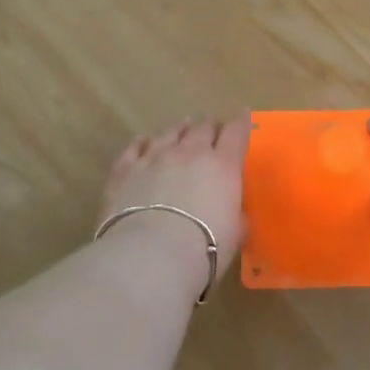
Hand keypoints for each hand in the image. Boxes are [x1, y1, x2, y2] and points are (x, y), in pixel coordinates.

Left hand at [101, 116, 250, 284]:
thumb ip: (237, 215)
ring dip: (180, 128)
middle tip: (212, 130)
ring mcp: (155, 157)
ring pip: (170, 131)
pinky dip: (143, 142)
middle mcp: (190, 152)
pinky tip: (144, 141)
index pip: (236, 132)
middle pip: (203, 126)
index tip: (243, 114)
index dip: (241, 121)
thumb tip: (235, 212)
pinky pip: (135, 147)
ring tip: (183, 128)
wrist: (151, 255)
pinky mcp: (125, 169)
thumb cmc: (204, 248)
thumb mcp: (235, 233)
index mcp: (223, 165)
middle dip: (210, 126)